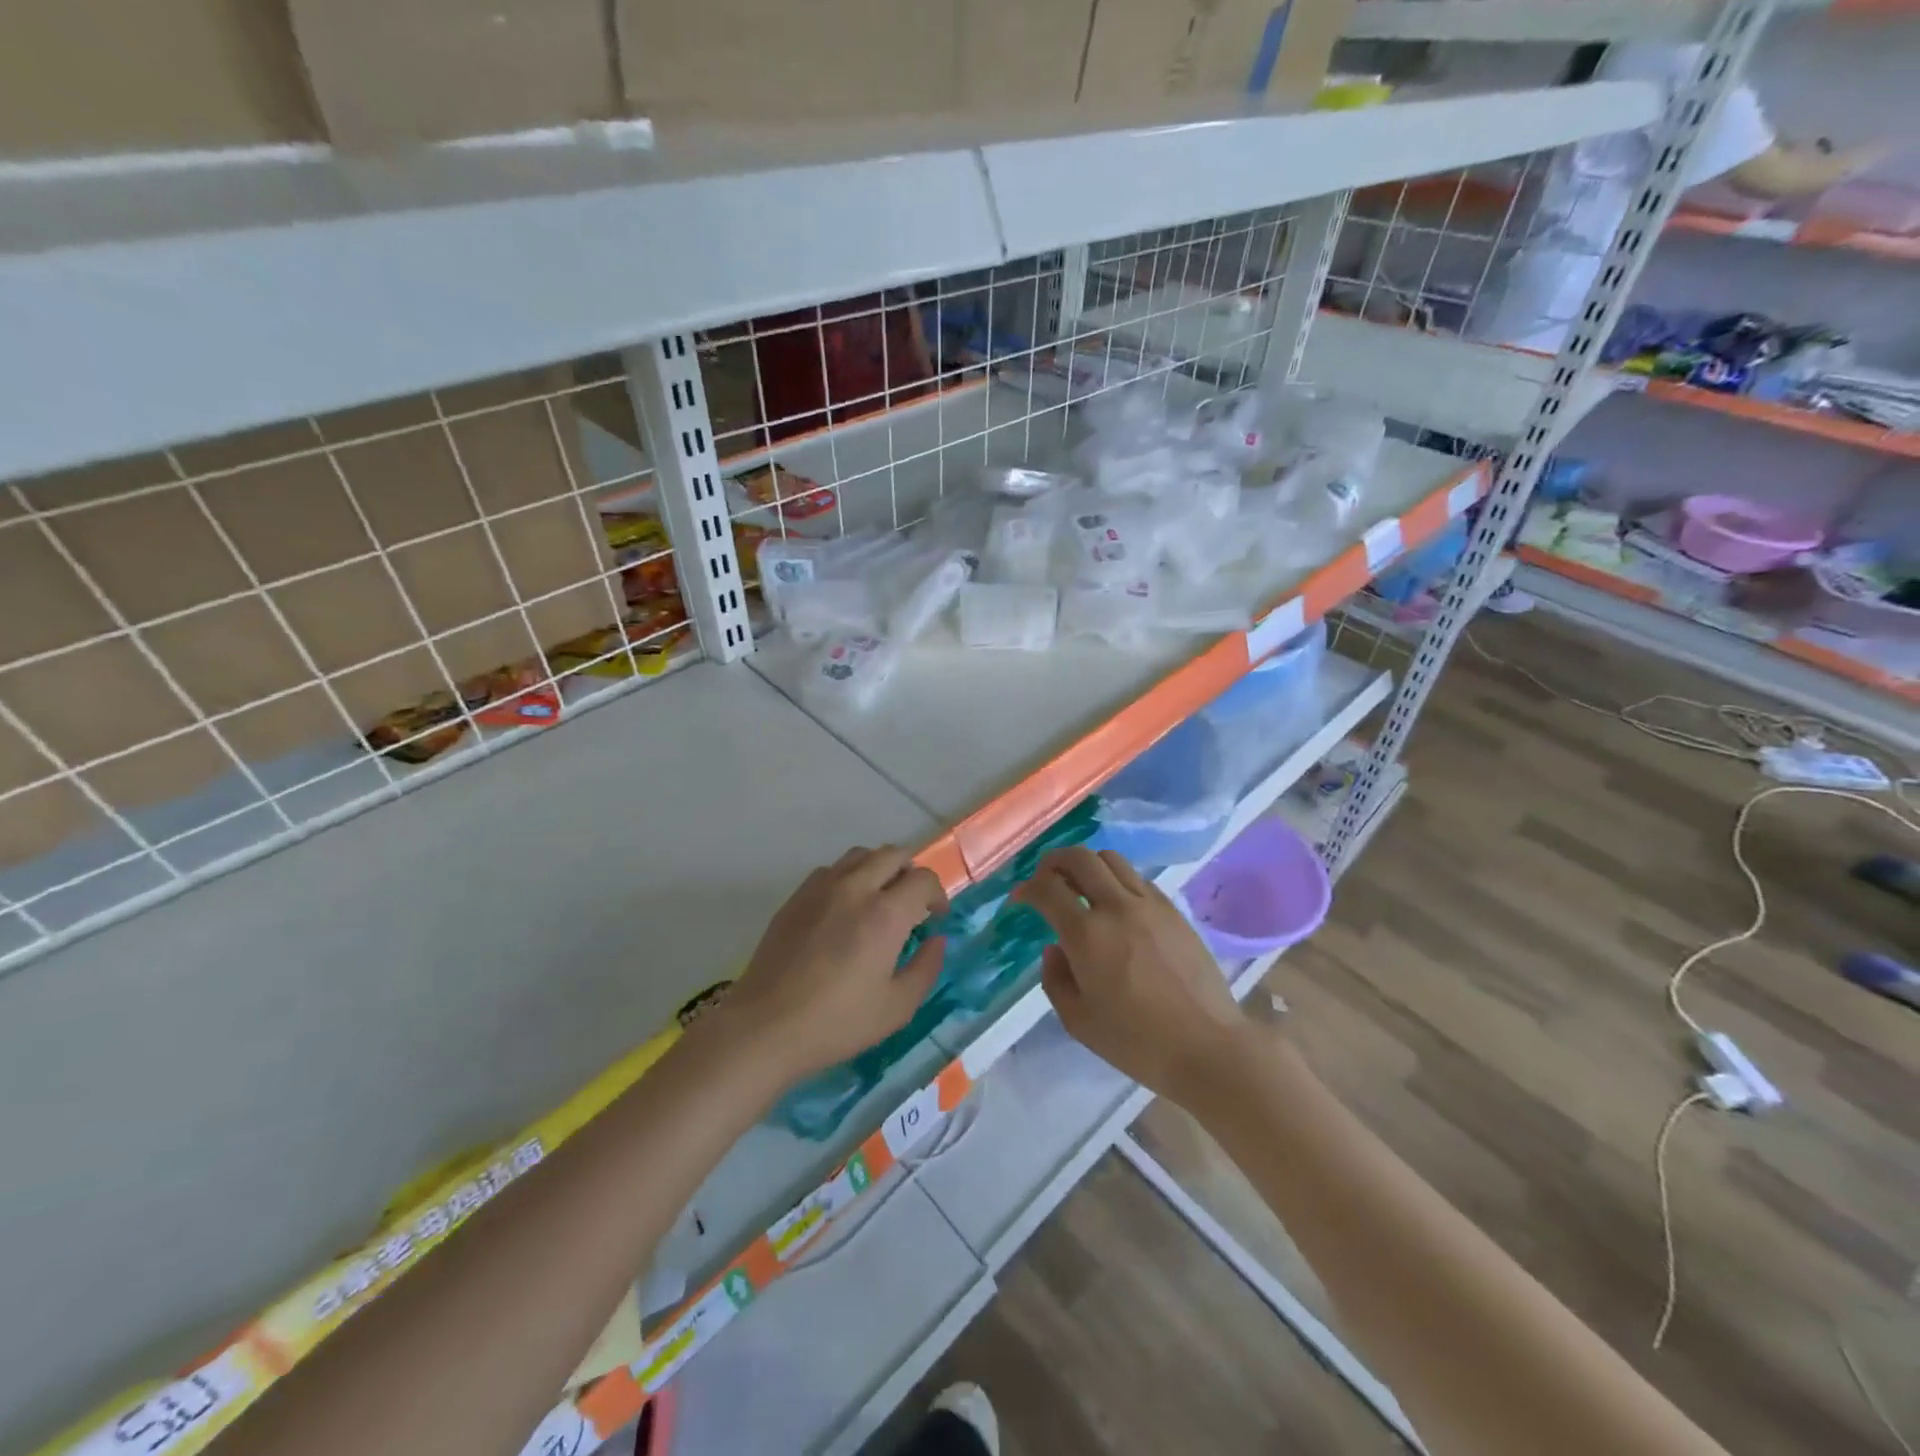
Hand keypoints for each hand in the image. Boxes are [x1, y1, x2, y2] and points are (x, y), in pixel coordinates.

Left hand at [714, 846, 947, 1084]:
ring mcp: (821, 888)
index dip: (937, 894)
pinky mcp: (796, 897)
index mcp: (885, 914)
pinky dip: (848, 877)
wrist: (765, 1026)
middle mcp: (855, 888)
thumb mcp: (896, 1008)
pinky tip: (844, 908)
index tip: (936, 918)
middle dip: (911, 873)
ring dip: (879, 868)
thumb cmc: (837, 1022)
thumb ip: (925, 968)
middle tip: (912, 903)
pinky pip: (831, 870)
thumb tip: (936, 941)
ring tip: (879, 899)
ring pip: (861, 855)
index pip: (923, 879)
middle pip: (894, 854)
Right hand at [1013, 846, 1249, 1102]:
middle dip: (1054, 861)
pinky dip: (1117, 879)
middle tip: (1046, 879)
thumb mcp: (1078, 1021)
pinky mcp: (1173, 910)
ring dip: (1087, 865)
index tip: (1020, 898)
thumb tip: (1055, 948)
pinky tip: (1115, 904)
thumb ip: (1055, 979)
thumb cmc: (1136, 1042)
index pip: (1047, 889)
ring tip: (1080, 885)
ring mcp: (1149, 904)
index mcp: (1087, 934)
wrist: (1207, 1046)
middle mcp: (1117, 906)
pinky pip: (1137, 878)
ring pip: (1111, 859)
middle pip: (1079, 857)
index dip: (1027, 888)